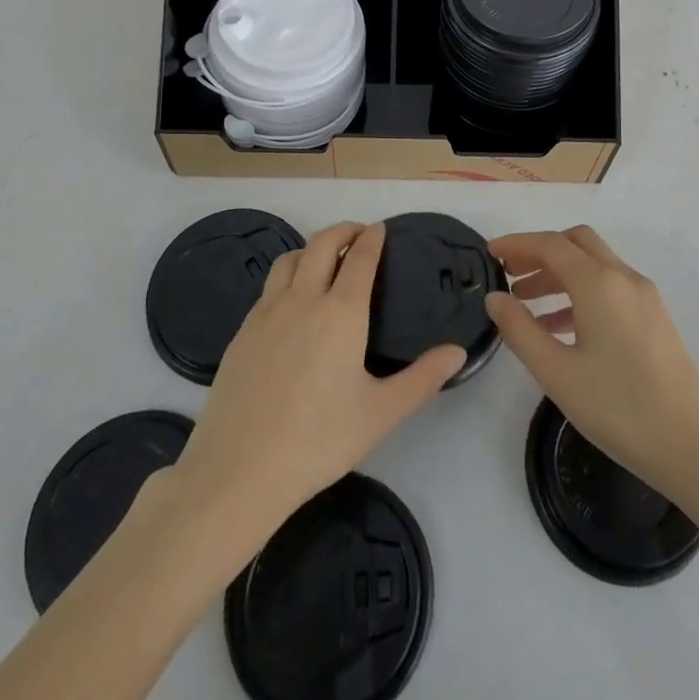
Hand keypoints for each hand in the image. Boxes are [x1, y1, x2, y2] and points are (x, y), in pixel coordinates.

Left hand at [172, 222, 466, 542]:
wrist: (239, 470)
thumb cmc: (319, 441)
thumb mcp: (381, 414)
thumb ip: (422, 379)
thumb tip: (459, 351)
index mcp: (341, 312)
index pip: (360, 258)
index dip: (372, 238)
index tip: (381, 229)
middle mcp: (303, 299)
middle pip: (321, 244)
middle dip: (342, 231)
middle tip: (358, 234)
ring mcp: (266, 313)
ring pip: (289, 260)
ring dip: (310, 249)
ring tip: (324, 260)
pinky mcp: (242, 332)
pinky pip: (268, 288)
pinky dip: (287, 277)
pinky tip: (291, 303)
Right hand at [487, 226, 698, 503]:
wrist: (696, 450)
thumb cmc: (620, 410)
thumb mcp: (558, 374)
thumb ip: (520, 330)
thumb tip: (496, 298)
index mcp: (599, 283)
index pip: (550, 244)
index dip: (517, 244)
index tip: (490, 253)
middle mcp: (623, 278)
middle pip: (576, 242)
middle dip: (540, 251)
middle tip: (510, 273)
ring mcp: (644, 296)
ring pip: (594, 264)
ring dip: (559, 273)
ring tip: (527, 304)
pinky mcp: (655, 317)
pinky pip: (610, 287)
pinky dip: (581, 292)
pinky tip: (562, 328)